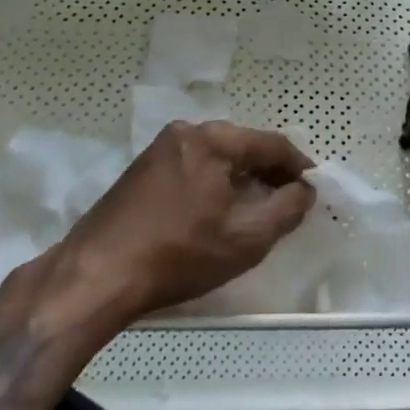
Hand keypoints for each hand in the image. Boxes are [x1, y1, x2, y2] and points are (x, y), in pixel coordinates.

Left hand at [53, 121, 315, 324]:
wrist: (95, 276)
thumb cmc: (178, 254)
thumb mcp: (246, 239)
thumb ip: (286, 209)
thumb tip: (305, 190)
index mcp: (213, 140)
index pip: (271, 144)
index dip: (298, 166)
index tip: (314, 188)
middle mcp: (186, 132)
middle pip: (242, 146)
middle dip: (269, 171)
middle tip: (289, 200)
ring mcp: (159, 149)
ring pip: (216, 157)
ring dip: (240, 178)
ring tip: (256, 208)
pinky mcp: (140, 170)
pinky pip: (192, 167)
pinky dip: (213, 183)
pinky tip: (216, 211)